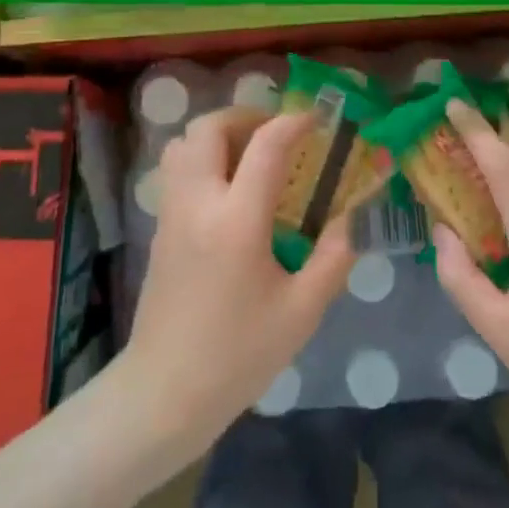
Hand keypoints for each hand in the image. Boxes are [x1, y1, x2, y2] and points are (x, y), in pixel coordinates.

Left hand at [121, 107, 352, 457]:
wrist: (165, 391)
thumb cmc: (238, 355)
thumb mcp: (301, 313)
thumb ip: (333, 259)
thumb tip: (349, 219)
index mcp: (238, 221)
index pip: (266, 146)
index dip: (293, 122)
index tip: (316, 119)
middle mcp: (198, 203)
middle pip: (209, 127)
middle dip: (246, 116)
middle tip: (277, 132)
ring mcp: (171, 212)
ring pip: (184, 142)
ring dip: (218, 134)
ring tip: (249, 154)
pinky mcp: (159, 226)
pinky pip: (175, 168)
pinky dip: (200, 156)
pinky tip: (227, 187)